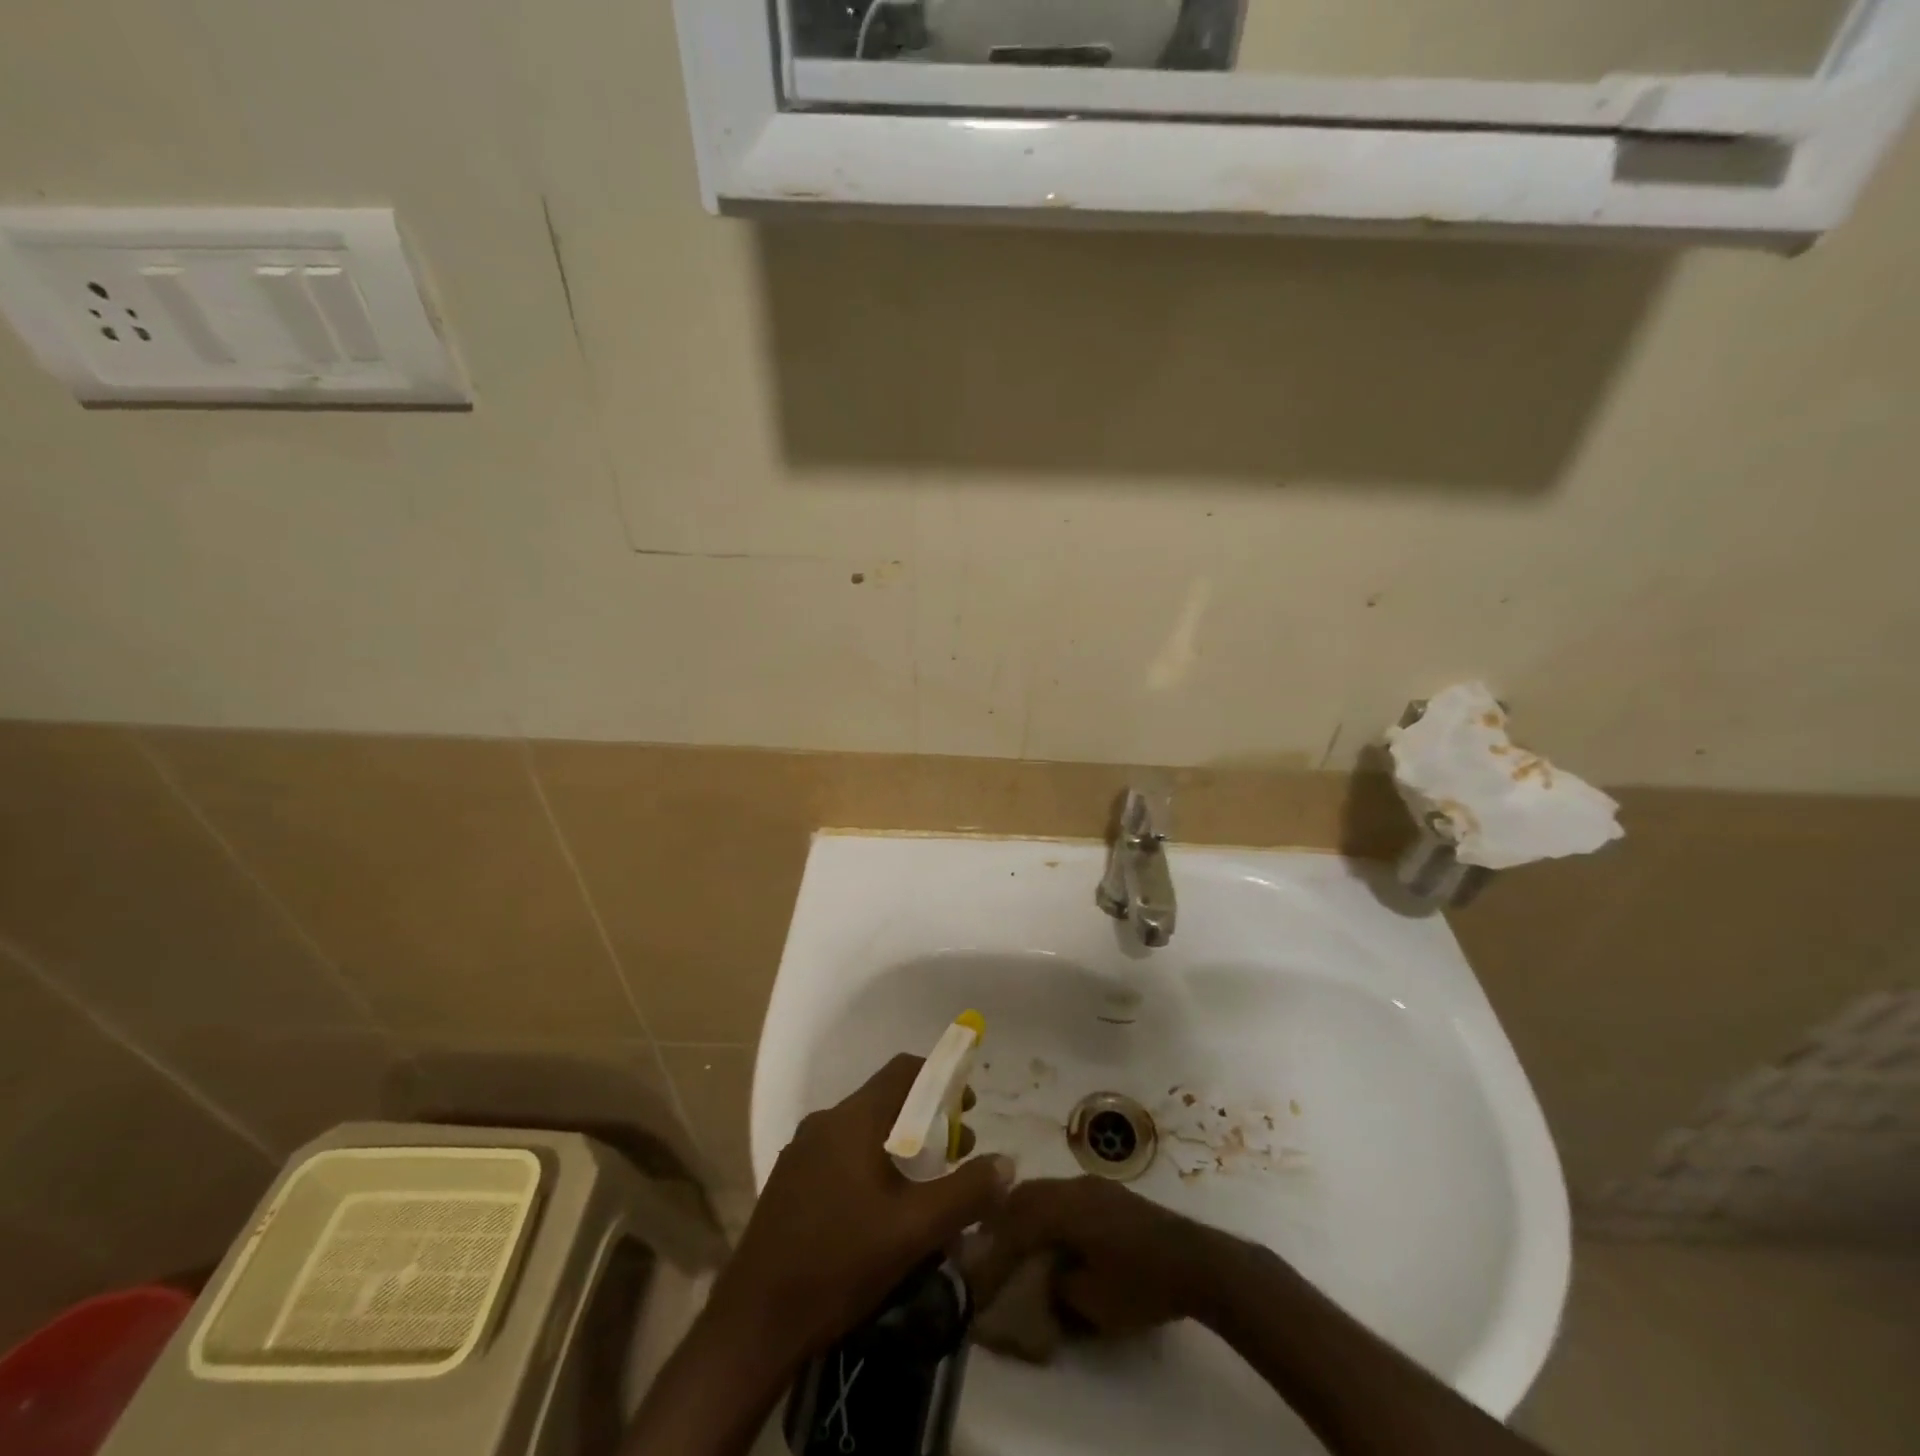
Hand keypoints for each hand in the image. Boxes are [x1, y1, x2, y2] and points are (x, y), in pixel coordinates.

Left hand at [709, 1054, 1013, 1364]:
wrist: (753, 1323)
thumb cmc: (839, 1264)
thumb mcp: (914, 1231)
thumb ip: (966, 1193)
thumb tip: (1007, 1163)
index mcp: (853, 1119)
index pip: (904, 1070)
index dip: (941, 1078)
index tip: (967, 1107)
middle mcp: (825, 1122)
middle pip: (885, 1101)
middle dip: (926, 1119)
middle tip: (955, 1155)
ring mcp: (802, 1152)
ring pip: (863, 1131)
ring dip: (900, 1146)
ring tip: (925, 1188)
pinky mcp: (790, 1182)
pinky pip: (842, 1155)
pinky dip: (872, 1165)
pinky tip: (882, 1212)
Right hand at [961, 1177, 1237, 1337]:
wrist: (1195, 1261)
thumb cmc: (1141, 1283)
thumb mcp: (1092, 1301)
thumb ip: (1057, 1284)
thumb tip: (1041, 1275)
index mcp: (1065, 1208)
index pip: (1016, 1220)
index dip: (995, 1244)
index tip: (979, 1263)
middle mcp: (1074, 1186)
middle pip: (1026, 1193)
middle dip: (1004, 1216)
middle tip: (989, 1244)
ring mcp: (1093, 1185)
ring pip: (1046, 1189)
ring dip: (1026, 1210)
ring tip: (1016, 1239)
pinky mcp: (1109, 1193)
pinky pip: (1064, 1193)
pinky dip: (1048, 1208)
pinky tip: (1052, 1232)